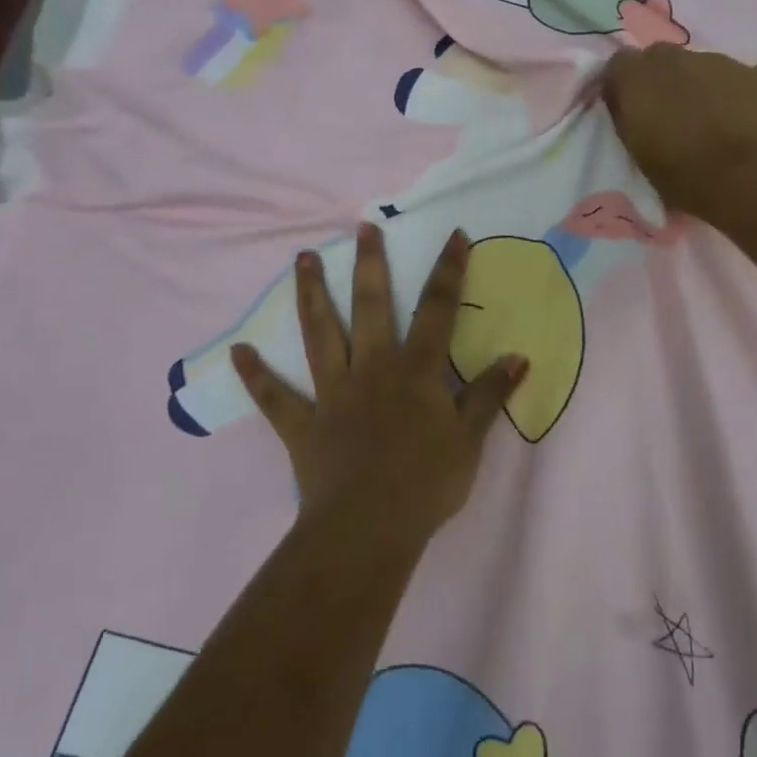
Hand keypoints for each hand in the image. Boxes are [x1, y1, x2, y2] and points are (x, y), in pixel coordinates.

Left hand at [231, 224, 526, 548]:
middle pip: (370, 307)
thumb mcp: (470, 438)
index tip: (453, 234)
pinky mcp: (303, 424)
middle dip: (369, 264)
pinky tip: (238, 351)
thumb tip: (518, 357)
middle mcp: (372, 369)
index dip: (448, 270)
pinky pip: (276, 398)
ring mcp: (333, 393)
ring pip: (319, 335)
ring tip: (301, 259)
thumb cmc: (427, 482)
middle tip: (362, 228)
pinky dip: (256, 376)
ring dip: (311, 295)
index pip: (437, 310)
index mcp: (415, 370)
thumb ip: (489, 394)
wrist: (370, 528)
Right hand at [601, 45, 756, 222]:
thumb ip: (628, 120)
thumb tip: (629, 107)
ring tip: (707, 122)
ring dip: (695, 86)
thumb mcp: (638, 155)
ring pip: (698, 66)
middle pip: (659, 59)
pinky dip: (728, 94)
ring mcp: (718, 61)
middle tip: (667, 116)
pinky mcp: (753, 72)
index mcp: (638, 78)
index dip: (622, 85)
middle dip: (659, 81)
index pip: (618, 64)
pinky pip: (731, 78)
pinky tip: (738, 124)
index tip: (627, 110)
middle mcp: (675, 58)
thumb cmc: (685, 176)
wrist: (752, 179)